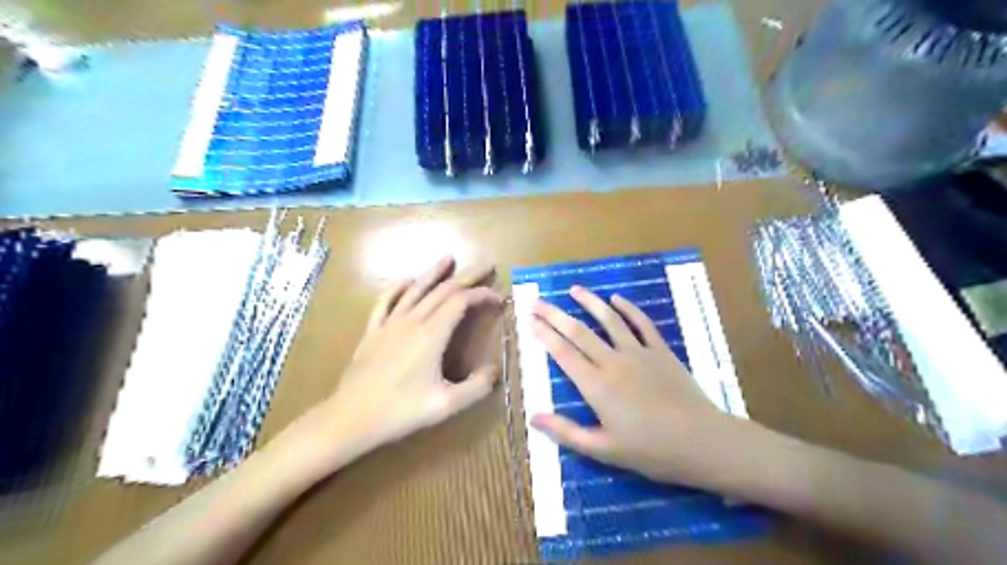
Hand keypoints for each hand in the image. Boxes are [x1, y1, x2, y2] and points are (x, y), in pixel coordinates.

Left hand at [291, 259, 502, 474]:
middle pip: (443, 290)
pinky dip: (398, 287)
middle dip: (468, 277)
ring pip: (415, 289)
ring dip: (434, 272)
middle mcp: (412, 320)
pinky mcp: (373, 330)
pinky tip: (406, 281)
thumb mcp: (446, 405)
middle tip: (487, 267)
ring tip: (449, 258)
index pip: (461, 301)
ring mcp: (389, 323)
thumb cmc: (400, 411)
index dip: (482, 295)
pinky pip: (386, 300)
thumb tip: (494, 370)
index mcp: (431, 335)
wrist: (350, 418)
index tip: (499, 297)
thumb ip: (476, 387)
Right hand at [534, 286, 763, 488]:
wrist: (701, 442)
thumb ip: (567, 432)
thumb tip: (533, 417)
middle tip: (539, 301)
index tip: (531, 320)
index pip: (563, 353)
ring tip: (574, 289)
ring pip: (609, 320)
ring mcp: (639, 353)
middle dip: (556, 315)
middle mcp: (613, 362)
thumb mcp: (603, 450)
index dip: (545, 335)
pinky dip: (629, 308)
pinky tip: (617, 298)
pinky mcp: (661, 351)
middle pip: (579, 332)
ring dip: (590, 302)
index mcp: (596, 386)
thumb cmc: (650, 450)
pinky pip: (642, 323)